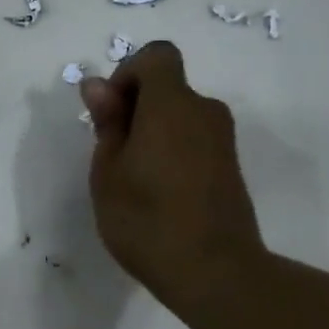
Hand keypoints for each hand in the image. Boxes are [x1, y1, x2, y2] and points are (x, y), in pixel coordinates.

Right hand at [79, 41, 264, 310]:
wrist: (214, 271)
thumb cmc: (146, 219)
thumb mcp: (108, 171)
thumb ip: (107, 122)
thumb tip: (98, 85)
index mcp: (172, 104)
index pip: (156, 56)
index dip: (127, 74)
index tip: (111, 113)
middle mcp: (204, 111)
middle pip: (168, 88)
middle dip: (136, 107)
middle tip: (113, 155)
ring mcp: (223, 140)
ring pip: (180, 116)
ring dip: (153, 132)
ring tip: (133, 180)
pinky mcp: (230, 166)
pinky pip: (194, 140)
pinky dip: (173, 151)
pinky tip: (159, 194)